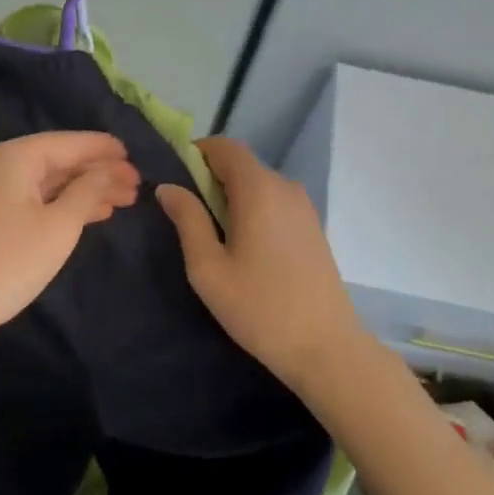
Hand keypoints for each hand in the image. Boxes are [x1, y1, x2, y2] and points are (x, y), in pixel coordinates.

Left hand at [0, 132, 139, 334]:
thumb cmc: (9, 262)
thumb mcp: (59, 226)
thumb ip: (88, 191)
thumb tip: (108, 169)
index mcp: (15, 157)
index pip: (69, 143)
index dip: (104, 149)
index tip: (135, 156)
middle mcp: (0, 165)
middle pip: (59, 161)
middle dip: (99, 172)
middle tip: (137, 186)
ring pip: (49, 182)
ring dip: (86, 190)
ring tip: (124, 200)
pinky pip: (36, 199)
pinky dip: (64, 204)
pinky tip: (92, 214)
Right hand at [156, 136, 368, 395]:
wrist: (325, 347)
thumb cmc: (258, 308)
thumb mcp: (208, 267)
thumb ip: (187, 220)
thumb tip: (168, 187)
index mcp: (259, 190)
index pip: (225, 147)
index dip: (196, 153)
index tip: (175, 179)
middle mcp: (286, 187)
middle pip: (242, 165)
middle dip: (210, 178)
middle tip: (186, 216)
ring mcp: (304, 208)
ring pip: (259, 185)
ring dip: (232, 197)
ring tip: (212, 237)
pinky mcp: (313, 228)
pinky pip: (275, 203)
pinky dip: (253, 211)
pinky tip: (243, 248)